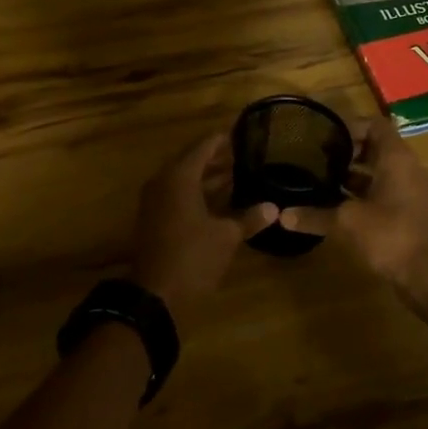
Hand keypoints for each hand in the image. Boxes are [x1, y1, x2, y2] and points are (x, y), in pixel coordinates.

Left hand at [132, 133, 276, 308]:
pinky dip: (200, 193)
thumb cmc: (192, 257)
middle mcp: (164, 182)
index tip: (243, 133)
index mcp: (179, 177)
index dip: (223, 139)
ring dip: (210, 177)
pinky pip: (180, 195)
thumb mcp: (226, 237)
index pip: (203, 146)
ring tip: (239, 173)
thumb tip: (273, 208)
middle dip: (218, 158)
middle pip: (193, 161)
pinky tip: (223, 201)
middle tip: (244, 154)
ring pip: (187, 180)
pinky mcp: (156, 219)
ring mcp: (157, 201)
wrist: (154, 295)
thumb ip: (249, 218)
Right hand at [284, 117, 427, 356]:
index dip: (349, 125)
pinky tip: (332, 209)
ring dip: (348, 177)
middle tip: (311, 158)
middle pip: (373, 149)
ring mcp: (406, 194)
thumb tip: (281, 215)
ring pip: (374, 175)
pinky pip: (377, 197)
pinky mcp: (404, 217)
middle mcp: (403, 170)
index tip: (321, 136)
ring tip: (315, 181)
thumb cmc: (395, 235)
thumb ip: (316, 216)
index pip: (374, 125)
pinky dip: (356, 199)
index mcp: (395, 158)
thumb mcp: (349, 222)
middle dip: (343, 152)